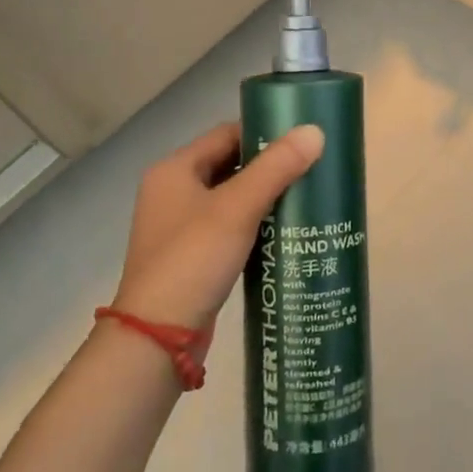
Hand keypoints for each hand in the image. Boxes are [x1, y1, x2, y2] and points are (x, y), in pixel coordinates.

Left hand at [110, 121, 324, 330]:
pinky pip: (227, 227)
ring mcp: (178, 227)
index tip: (302, 141)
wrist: (157, 340)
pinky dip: (253, 225)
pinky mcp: (190, 257)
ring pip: (230, 198)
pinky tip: (282, 233)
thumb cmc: (193, 260)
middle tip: (310, 169)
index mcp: (174, 170)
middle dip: (268, 167)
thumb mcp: (237, 208)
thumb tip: (315, 131)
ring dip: (263, 197)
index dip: (264, 133)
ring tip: (304, 198)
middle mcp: (172, 191)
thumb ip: (276, 168)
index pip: (226, 134)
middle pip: (228, 164)